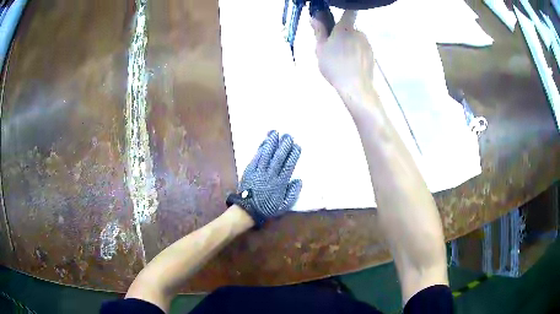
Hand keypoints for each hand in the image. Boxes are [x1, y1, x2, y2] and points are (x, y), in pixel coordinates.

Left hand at [226, 131, 301, 227]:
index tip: (297, 146)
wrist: (247, 209)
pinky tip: (264, 142)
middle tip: (288, 136)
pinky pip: (256, 158)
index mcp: (280, 183)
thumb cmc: (267, 207)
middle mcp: (270, 175)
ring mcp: (259, 172)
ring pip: (266, 155)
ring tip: (275, 133)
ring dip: (271, 143)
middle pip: (278, 157)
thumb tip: (299, 180)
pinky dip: (260, 149)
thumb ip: (293, 193)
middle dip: (283, 146)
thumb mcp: (284, 205)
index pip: (288, 166)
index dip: (293, 155)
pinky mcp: (250, 170)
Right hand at [312, 10, 373, 95]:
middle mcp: (359, 32)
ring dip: (349, 44)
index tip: (337, 17)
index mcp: (345, 28)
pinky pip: (361, 49)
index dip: (344, 11)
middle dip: (341, 34)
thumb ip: (319, 31)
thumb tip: (315, 16)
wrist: (356, 87)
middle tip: (332, 48)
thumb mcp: (320, 48)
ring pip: (355, 40)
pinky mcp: (372, 55)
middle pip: (349, 28)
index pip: (349, 12)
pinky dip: (356, 53)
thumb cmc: (334, 66)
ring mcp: (367, 44)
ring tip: (341, 60)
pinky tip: (350, 65)